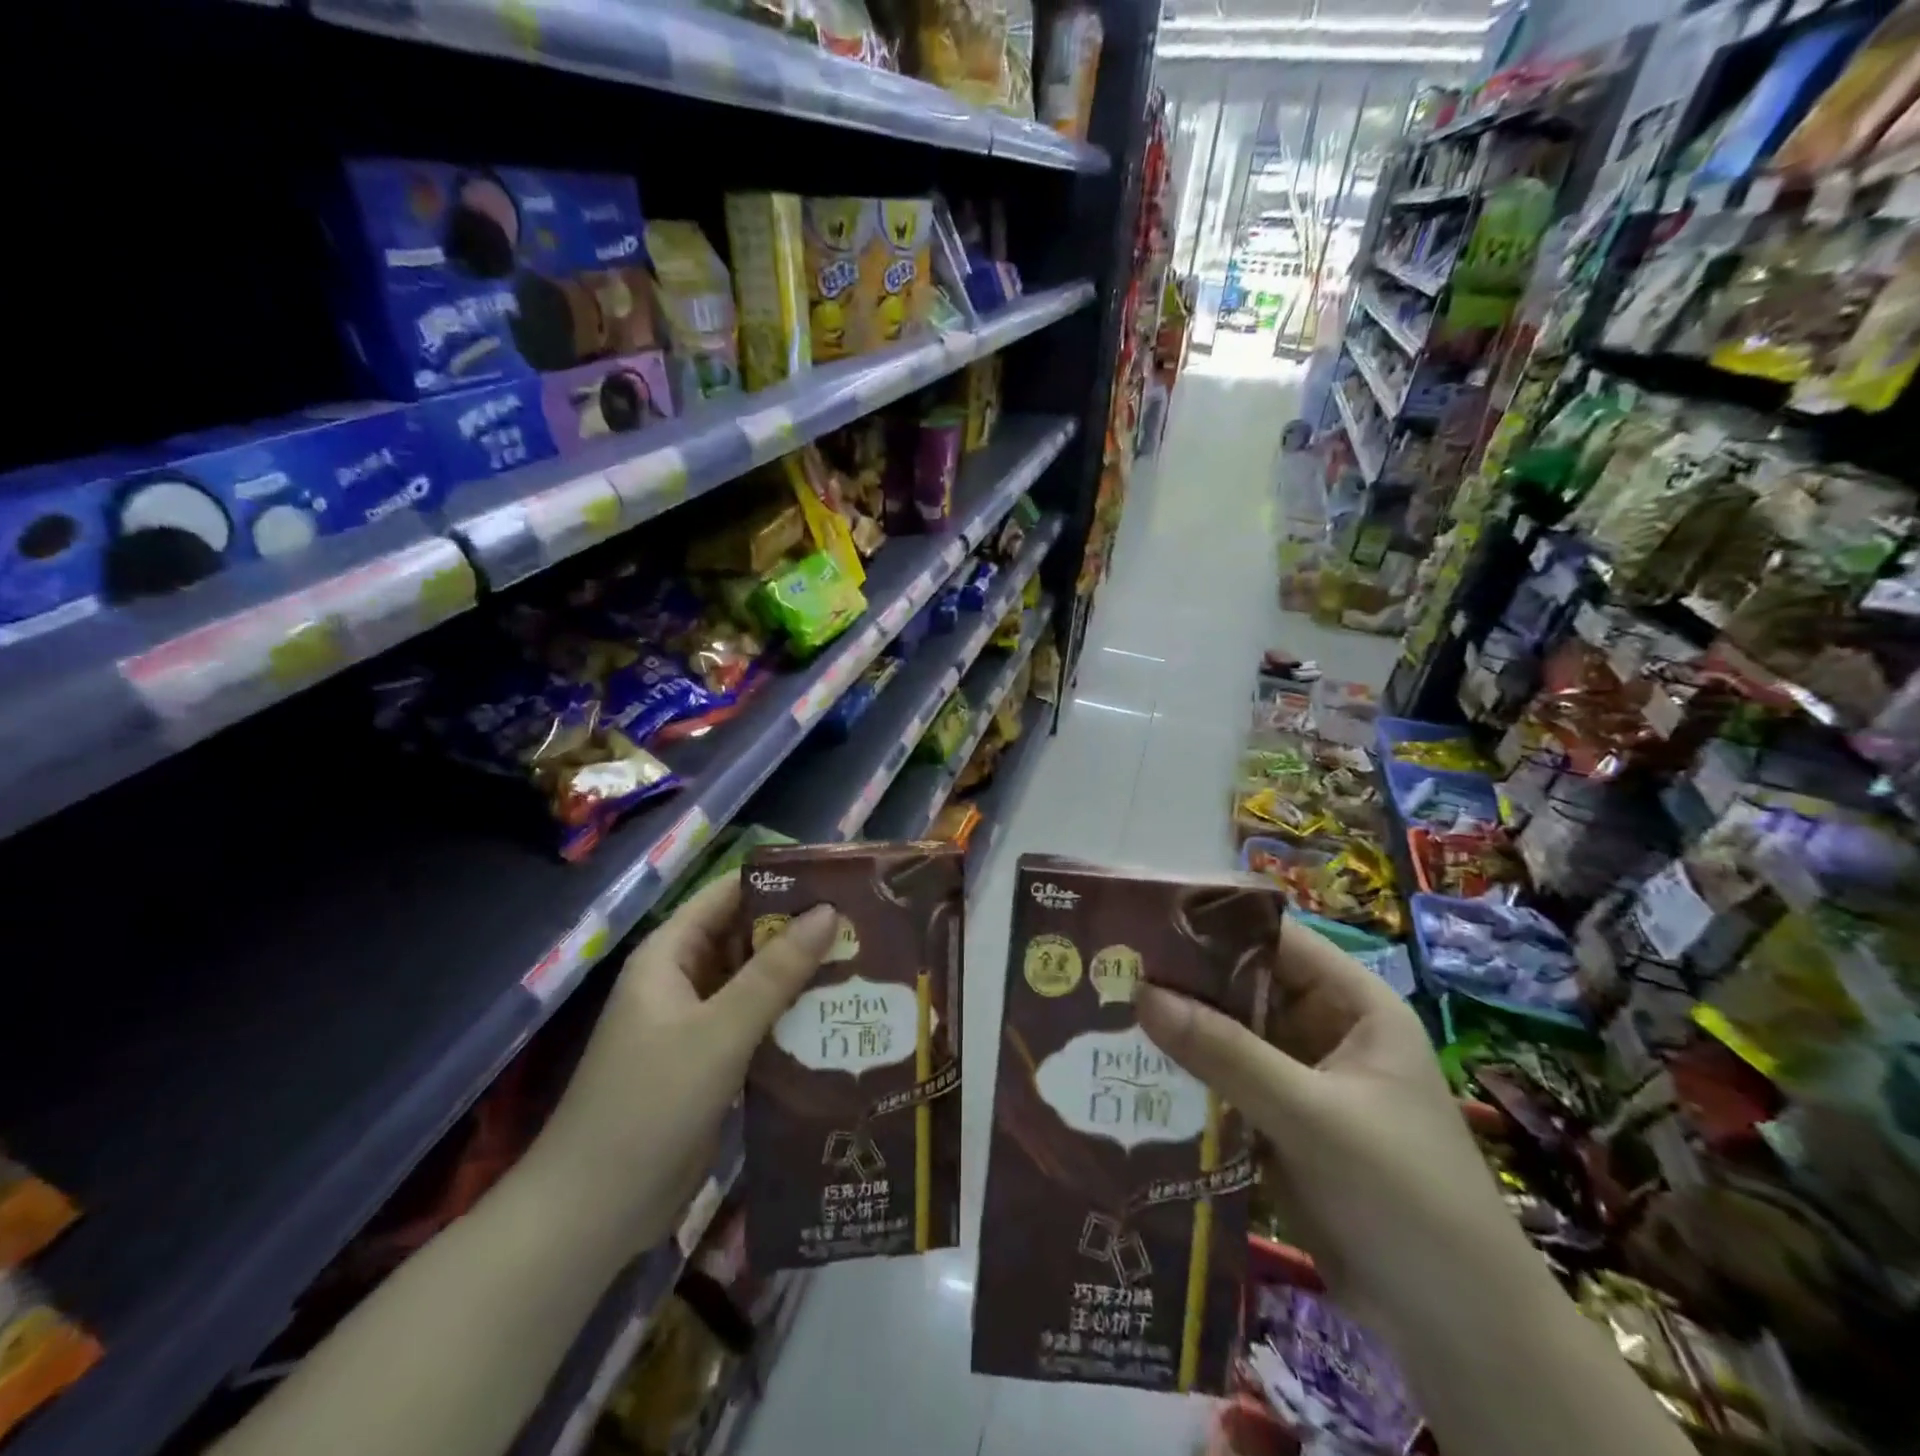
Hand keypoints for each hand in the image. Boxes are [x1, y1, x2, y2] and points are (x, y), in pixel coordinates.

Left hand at [526, 873, 838, 1250]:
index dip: (781, 882)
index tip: (840, 881)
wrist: (594, 1214)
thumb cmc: (650, 1105)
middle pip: (747, 937)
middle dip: (800, 931)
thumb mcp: (720, 1032)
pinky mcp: (710, 1061)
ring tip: (865, 965)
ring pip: (755, 982)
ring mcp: (695, 1022)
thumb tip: (829, 911)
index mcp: (670, 954)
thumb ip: (775, 972)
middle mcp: (683, 979)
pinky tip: (837, 1018)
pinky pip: (756, 1022)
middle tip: (865, 926)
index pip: (730, 894)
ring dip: (800, 975)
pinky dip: (790, 1016)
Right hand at [1136, 917, 1516, 1329]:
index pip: (1274, 939)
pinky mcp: (1277, 1123)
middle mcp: (1323, 1029)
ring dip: (1177, 1032)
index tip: (1143, 923)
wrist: (1457, 1331)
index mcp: (1351, 1004)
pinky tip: (1131, 1073)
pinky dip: (1185, 1079)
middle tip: (1108, 970)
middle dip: (1181, 982)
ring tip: (1102, 1016)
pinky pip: (1222, 1083)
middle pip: (1242, 987)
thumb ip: (1227, 1054)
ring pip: (1226, 1037)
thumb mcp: (1313, 1117)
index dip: (1212, 925)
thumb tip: (1142, 994)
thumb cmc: (1404, 1197)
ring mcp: (1299, 1078)